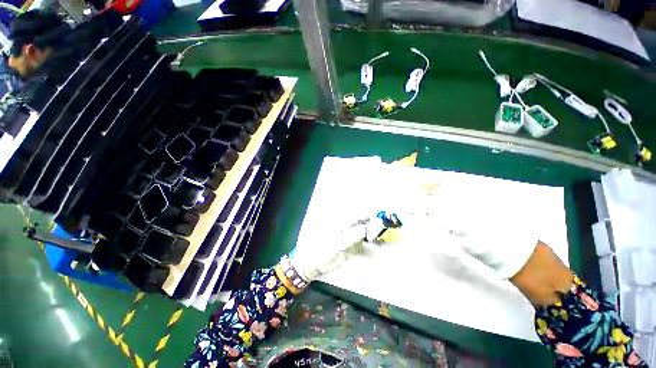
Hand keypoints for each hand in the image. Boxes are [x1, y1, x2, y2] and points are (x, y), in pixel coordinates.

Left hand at [290, 213, 399, 281]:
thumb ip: (352, 235)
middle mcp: (348, 227)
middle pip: (365, 223)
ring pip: (366, 233)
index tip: (383, 216)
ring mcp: (350, 237)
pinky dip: (371, 245)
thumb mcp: (337, 243)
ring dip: (375, 234)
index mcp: (343, 223)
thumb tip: (367, 228)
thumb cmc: (322, 250)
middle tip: (390, 226)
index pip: (359, 215)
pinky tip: (377, 248)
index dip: (371, 214)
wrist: (313, 263)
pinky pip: (364, 244)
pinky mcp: (352, 246)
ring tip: (387, 236)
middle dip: (376, 224)